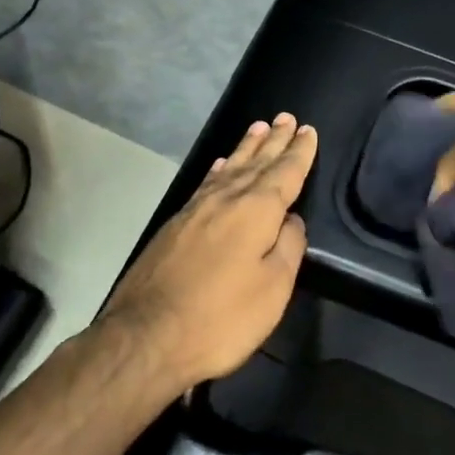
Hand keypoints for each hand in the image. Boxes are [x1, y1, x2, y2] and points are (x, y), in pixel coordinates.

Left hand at [99, 113, 316, 388]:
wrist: (146, 337)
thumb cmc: (221, 317)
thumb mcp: (272, 289)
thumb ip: (288, 248)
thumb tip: (292, 219)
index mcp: (256, 211)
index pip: (285, 173)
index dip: (298, 152)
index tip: (308, 130)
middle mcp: (226, 200)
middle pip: (256, 163)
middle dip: (273, 141)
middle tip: (285, 117)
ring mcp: (196, 211)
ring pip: (228, 169)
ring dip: (246, 148)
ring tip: (257, 129)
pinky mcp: (175, 226)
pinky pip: (206, 183)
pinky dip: (218, 170)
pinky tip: (220, 166)